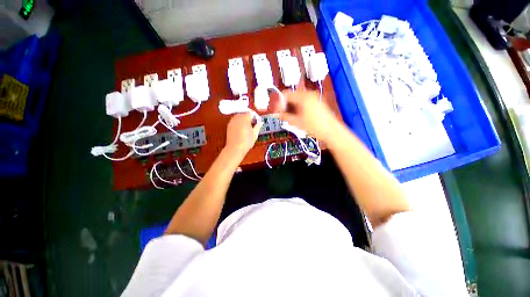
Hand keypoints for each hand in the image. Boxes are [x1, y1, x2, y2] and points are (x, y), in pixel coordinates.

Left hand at [225, 112, 262, 158]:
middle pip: (244, 114)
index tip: (257, 122)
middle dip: (249, 118)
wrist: (235, 148)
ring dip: (243, 120)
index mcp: (245, 118)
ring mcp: (232, 121)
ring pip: (239, 117)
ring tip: (247, 127)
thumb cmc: (246, 141)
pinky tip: (241, 130)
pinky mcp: (229, 126)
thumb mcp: (255, 134)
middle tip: (253, 124)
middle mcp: (238, 117)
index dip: (255, 117)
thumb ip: (258, 126)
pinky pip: (235, 121)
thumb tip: (260, 123)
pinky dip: (238, 123)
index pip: (251, 113)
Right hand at [274, 91, 338, 141]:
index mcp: (303, 97)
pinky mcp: (317, 103)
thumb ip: (285, 116)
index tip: (276, 110)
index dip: (279, 103)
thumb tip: (278, 114)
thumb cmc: (315, 126)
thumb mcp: (296, 122)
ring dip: (292, 108)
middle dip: (286, 106)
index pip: (286, 95)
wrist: (331, 131)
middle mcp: (309, 94)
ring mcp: (314, 98)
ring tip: (290, 118)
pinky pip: (304, 102)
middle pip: (292, 97)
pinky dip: (298, 108)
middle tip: (282, 115)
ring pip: (298, 100)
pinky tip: (297, 117)